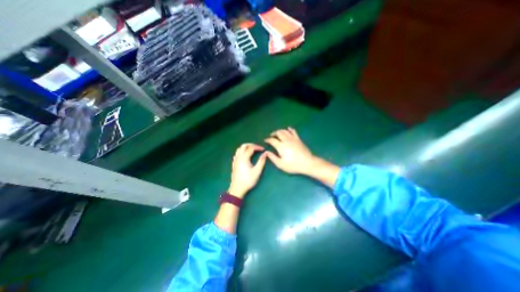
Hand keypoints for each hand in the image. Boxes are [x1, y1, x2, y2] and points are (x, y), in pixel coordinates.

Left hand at [228, 144, 267, 198]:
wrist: (237, 188)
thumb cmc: (248, 180)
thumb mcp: (257, 171)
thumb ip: (261, 161)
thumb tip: (265, 153)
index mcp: (244, 158)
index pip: (251, 148)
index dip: (258, 147)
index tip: (263, 149)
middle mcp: (238, 157)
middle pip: (243, 146)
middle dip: (251, 145)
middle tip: (257, 148)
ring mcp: (235, 160)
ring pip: (239, 149)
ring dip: (246, 147)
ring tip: (252, 150)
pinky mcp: (234, 163)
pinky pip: (237, 153)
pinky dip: (242, 151)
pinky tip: (245, 156)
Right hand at [264, 126, 316, 174]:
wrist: (307, 163)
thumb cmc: (293, 165)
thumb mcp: (281, 164)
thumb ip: (272, 157)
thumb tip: (266, 152)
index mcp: (281, 146)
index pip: (272, 140)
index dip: (268, 140)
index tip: (265, 140)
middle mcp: (286, 140)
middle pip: (278, 133)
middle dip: (273, 133)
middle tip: (271, 136)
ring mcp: (293, 138)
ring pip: (285, 131)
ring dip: (280, 131)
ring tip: (277, 133)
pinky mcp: (298, 139)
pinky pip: (293, 131)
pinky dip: (289, 129)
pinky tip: (288, 129)